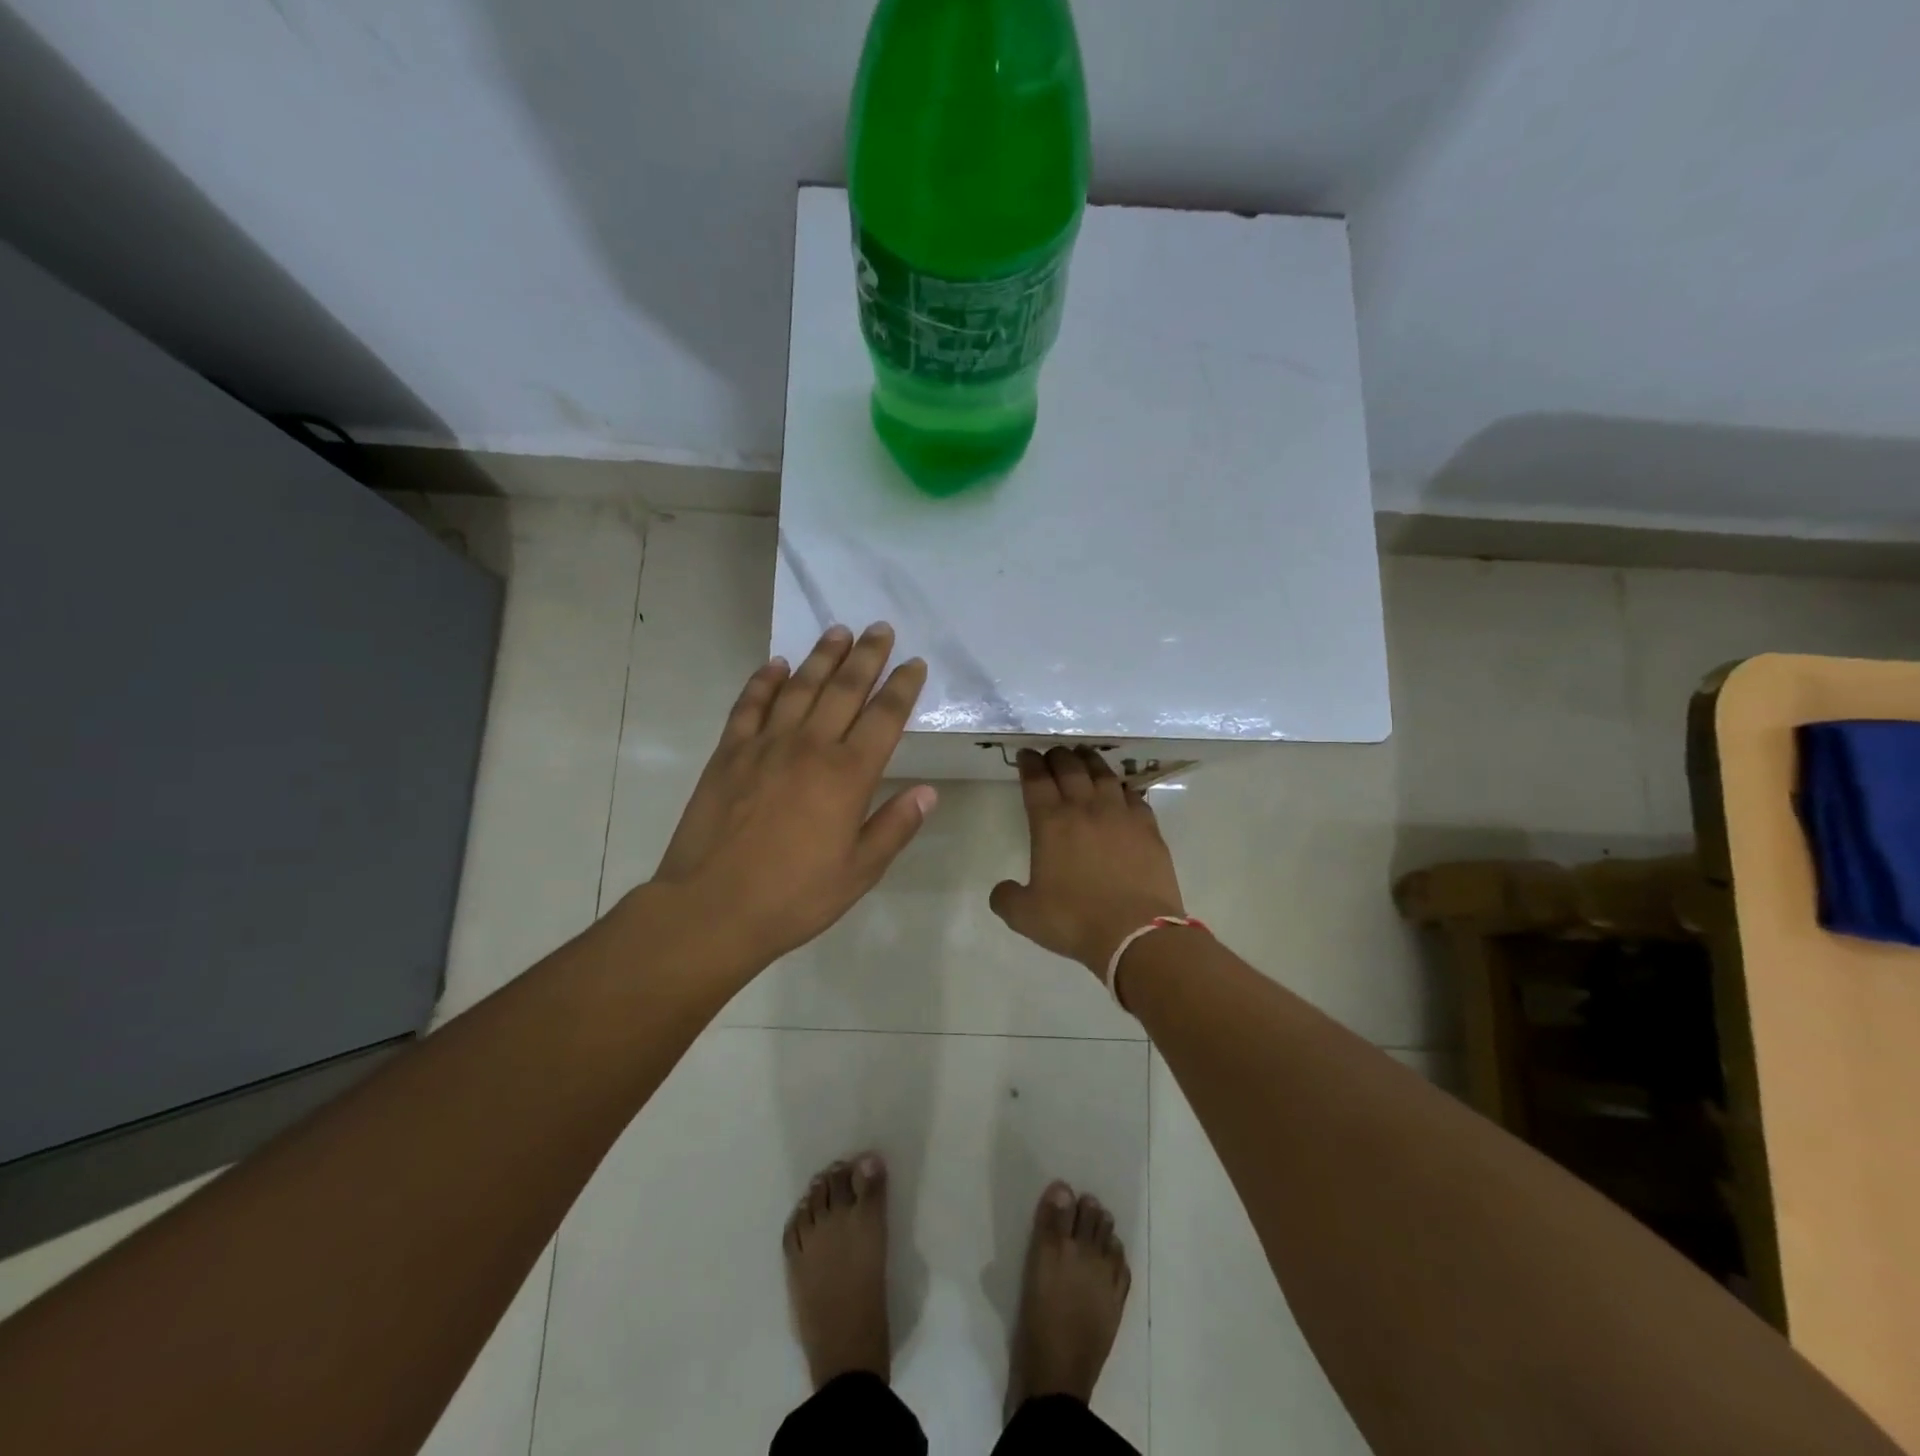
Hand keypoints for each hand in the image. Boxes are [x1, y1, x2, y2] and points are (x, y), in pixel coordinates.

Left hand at [648, 623, 935, 972]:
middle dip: (867, 656)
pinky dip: (764, 681)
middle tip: (881, 628)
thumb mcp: (858, 873)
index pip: (884, 717)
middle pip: (844, 689)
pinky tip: (775, 664)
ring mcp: (764, 745)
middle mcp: (809, 747)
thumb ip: (894, 827)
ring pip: (799, 687)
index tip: (914, 663)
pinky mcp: (728, 753)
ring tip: (839, 631)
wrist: (711, 909)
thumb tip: (928, 792)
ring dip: (822, 656)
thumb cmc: (793, 897)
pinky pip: (749, 705)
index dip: (902, 687)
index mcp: (847, 776)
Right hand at [989, 747, 1185, 975]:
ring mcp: (1120, 815)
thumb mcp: (1025, 916)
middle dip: (1058, 756)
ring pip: (1103, 774)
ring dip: (1090, 761)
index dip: (1029, 763)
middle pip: (1070, 768)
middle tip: (1053, 753)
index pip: (1036, 781)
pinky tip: (1120, 790)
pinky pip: (1133, 795)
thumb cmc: (1075, 920)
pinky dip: (1121, 787)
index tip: (1026, 754)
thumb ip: (1006, 898)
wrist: (1136, 933)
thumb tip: (1002, 889)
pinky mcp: (1148, 827)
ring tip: (1084, 756)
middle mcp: (1085, 809)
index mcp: (1051, 823)